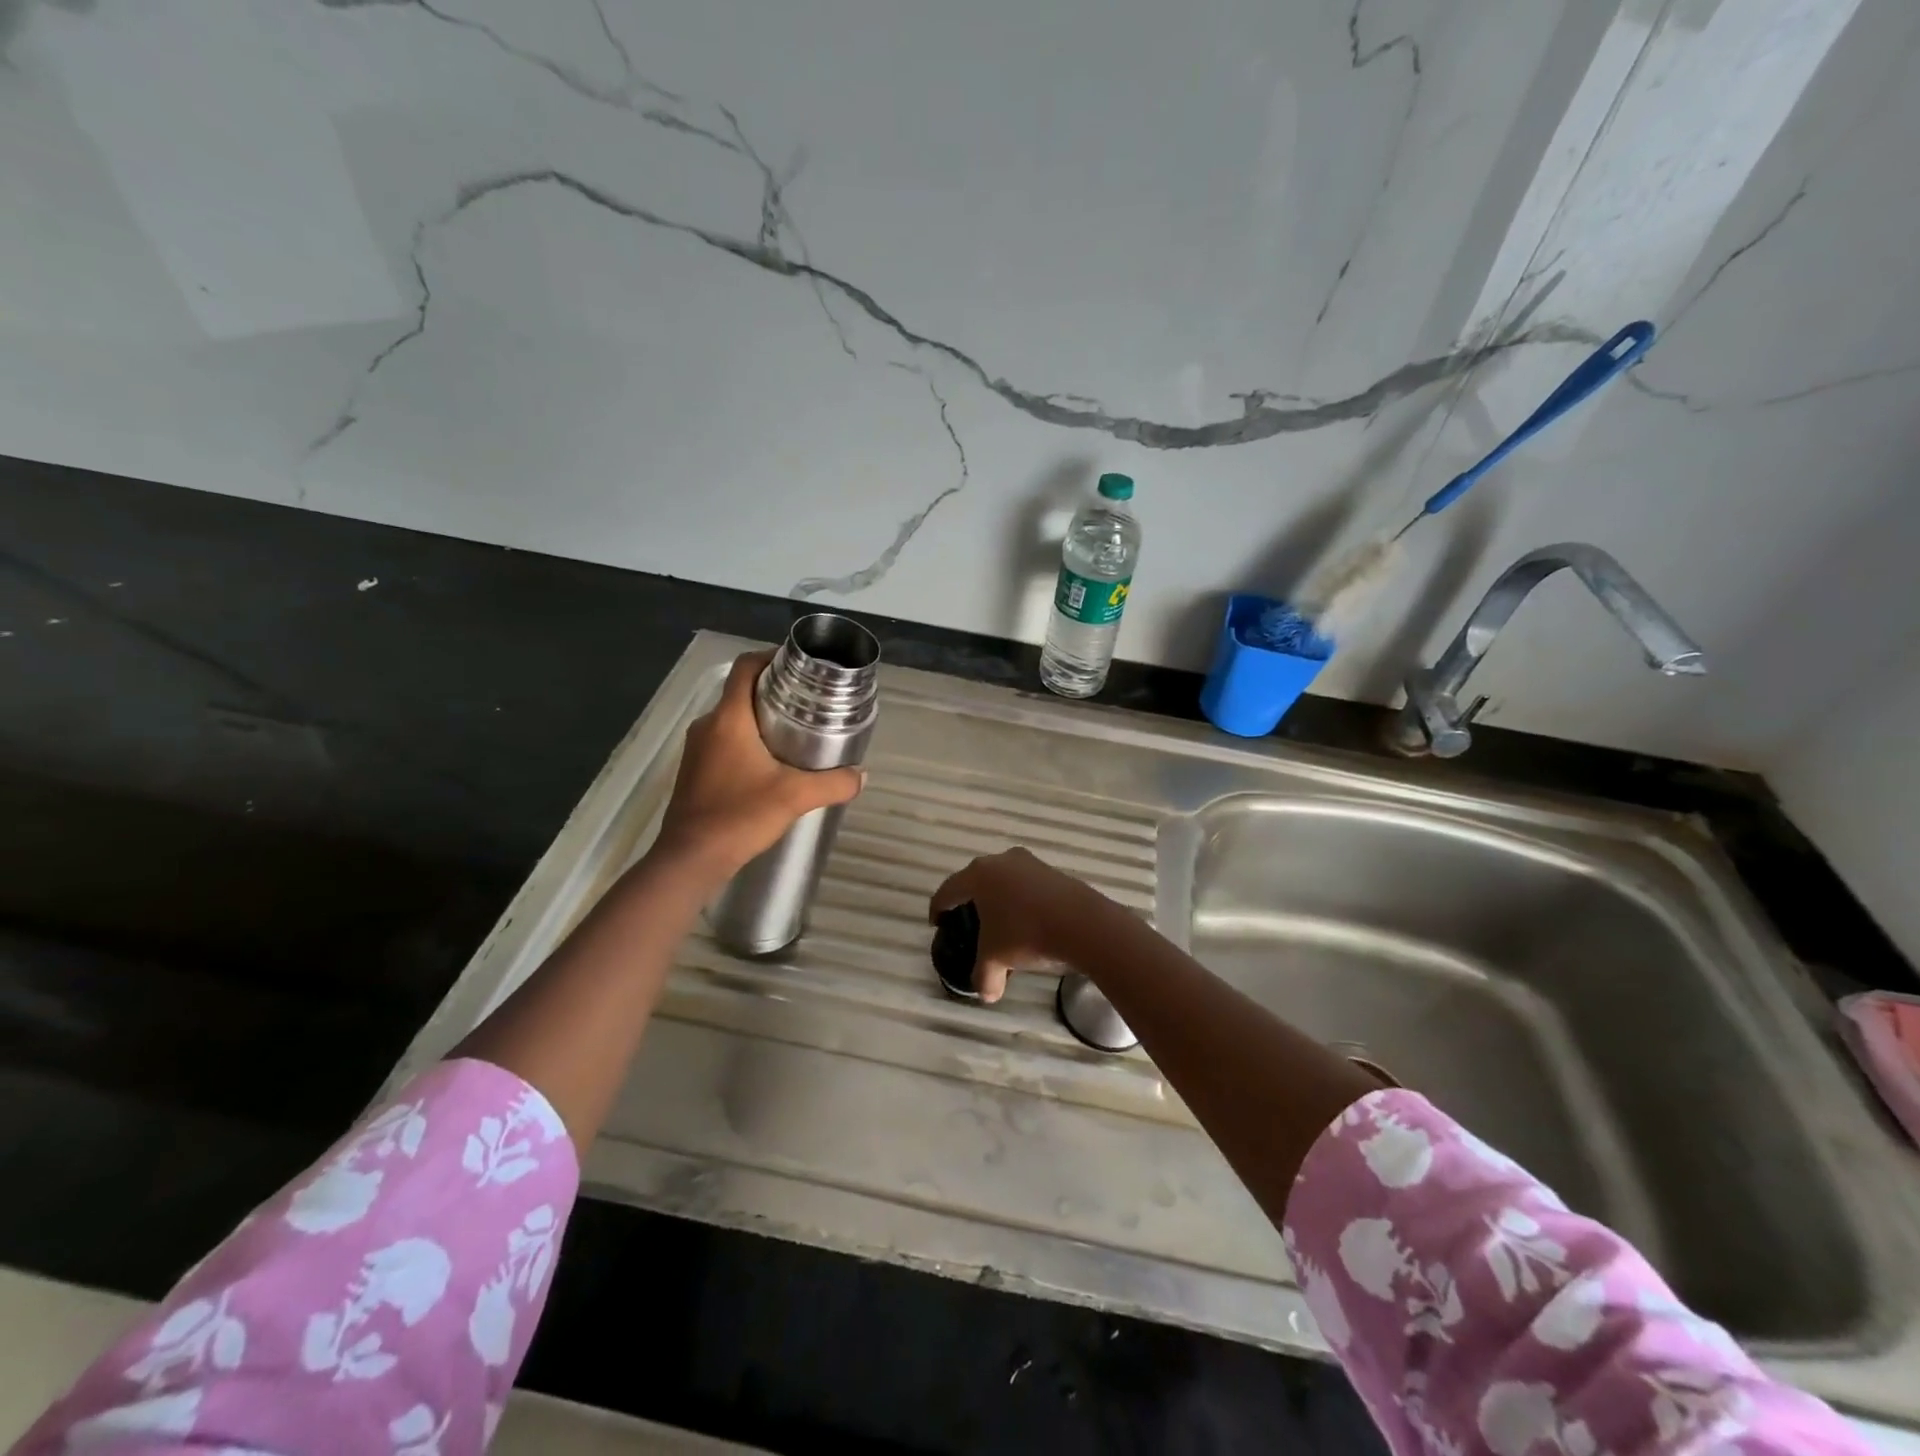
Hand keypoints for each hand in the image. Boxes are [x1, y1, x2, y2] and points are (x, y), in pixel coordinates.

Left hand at [654, 651, 866, 883]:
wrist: (690, 859)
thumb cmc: (739, 816)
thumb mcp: (795, 797)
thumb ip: (833, 783)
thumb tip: (862, 776)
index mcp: (728, 718)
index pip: (746, 667)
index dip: (771, 657)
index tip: (800, 665)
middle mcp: (708, 725)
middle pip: (741, 691)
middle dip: (774, 690)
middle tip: (809, 701)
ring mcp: (697, 749)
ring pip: (733, 718)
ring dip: (761, 717)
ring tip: (797, 731)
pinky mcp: (695, 770)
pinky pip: (725, 741)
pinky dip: (748, 740)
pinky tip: (771, 763)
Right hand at [928, 847, 1100, 1002]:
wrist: (1084, 925)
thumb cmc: (1027, 935)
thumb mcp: (996, 959)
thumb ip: (984, 976)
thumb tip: (985, 994)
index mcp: (979, 875)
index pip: (949, 890)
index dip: (939, 908)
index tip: (937, 923)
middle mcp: (1002, 861)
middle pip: (978, 881)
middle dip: (972, 902)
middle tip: (969, 923)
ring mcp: (1031, 863)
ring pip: (1006, 882)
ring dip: (1000, 901)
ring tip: (1002, 925)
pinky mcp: (1055, 873)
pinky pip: (1029, 887)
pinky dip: (1023, 902)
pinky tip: (1029, 923)